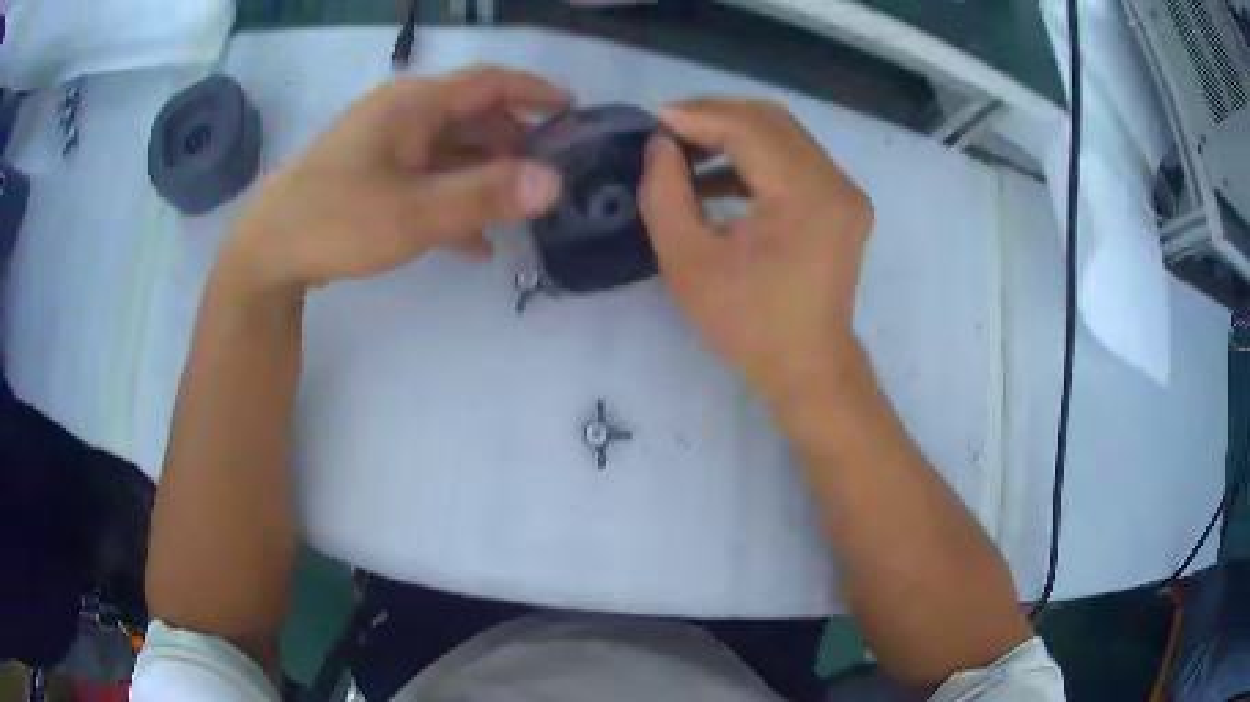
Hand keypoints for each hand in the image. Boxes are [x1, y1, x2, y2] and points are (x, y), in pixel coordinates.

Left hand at [225, 65, 570, 296]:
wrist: (267, 252)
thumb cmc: (338, 219)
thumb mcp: (416, 211)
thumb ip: (486, 195)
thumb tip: (554, 181)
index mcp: (415, 106)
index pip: (489, 82)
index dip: (535, 92)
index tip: (573, 111)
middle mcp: (402, 116)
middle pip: (473, 118)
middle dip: (514, 144)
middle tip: (547, 178)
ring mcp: (385, 147)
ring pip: (451, 152)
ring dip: (485, 179)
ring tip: (518, 214)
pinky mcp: (372, 177)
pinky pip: (426, 180)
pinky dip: (453, 202)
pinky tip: (474, 243)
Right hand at [639, 99, 873, 404]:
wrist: (808, 367)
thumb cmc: (748, 325)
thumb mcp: (688, 262)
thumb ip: (664, 194)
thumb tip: (660, 145)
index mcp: (806, 196)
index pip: (749, 129)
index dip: (697, 116)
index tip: (654, 121)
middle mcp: (836, 183)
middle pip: (771, 121)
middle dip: (714, 116)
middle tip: (668, 131)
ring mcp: (845, 191)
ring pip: (784, 134)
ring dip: (733, 134)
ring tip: (686, 150)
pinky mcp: (842, 201)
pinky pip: (795, 158)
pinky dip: (755, 157)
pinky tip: (718, 175)